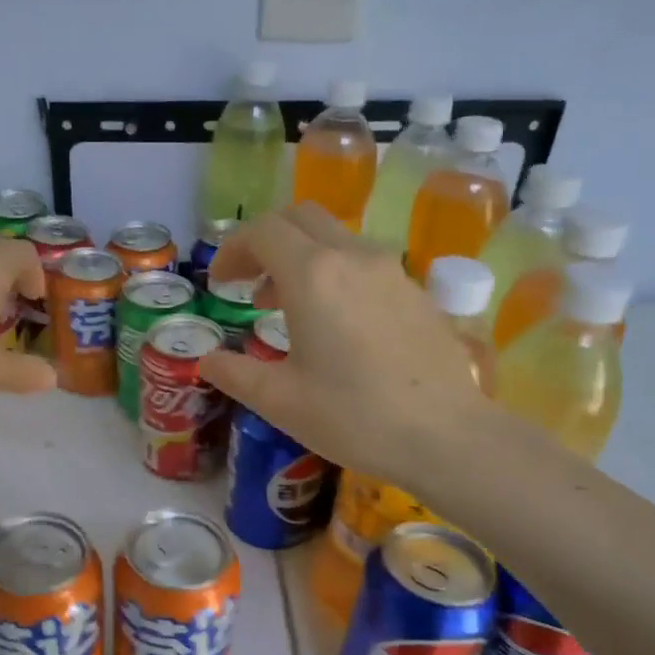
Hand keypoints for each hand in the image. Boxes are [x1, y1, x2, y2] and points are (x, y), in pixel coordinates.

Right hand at [199, 204, 484, 482]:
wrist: (447, 436)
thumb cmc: (354, 417)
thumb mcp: (280, 401)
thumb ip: (235, 373)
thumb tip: (208, 361)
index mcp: (312, 275)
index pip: (263, 232)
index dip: (233, 250)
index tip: (220, 284)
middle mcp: (352, 258)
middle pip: (300, 218)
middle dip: (265, 241)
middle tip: (247, 282)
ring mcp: (391, 271)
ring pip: (335, 238)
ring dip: (300, 258)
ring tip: (285, 306)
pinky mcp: (415, 292)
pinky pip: (363, 263)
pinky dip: (334, 274)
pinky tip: (334, 324)